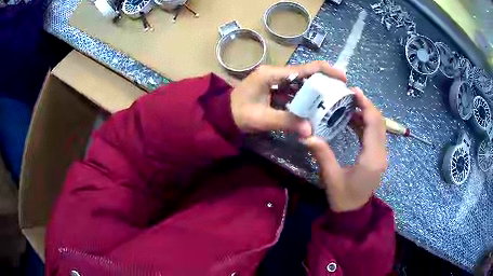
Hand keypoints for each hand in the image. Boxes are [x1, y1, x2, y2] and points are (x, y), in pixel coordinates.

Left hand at [230, 61, 345, 136]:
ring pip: (301, 83)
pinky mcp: (275, 90)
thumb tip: (310, 130)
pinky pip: (295, 92)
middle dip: (324, 82)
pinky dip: (306, 99)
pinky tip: (315, 108)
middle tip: (340, 93)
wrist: (222, 116)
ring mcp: (275, 81)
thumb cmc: (237, 114)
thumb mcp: (260, 118)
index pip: (304, 68)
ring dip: (316, 91)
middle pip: (306, 74)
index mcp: (272, 74)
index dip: (325, 71)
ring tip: (332, 101)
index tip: (342, 77)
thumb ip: (285, 122)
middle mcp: (276, 74)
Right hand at [305, 88, 386, 212]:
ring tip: (349, 103)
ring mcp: (381, 155)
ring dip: (366, 113)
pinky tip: (352, 119)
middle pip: (379, 122)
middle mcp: (381, 154)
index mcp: (372, 158)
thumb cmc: (343, 197)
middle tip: (349, 94)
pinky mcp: (378, 157)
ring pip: (379, 127)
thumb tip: (306, 135)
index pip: (374, 124)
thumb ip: (322, 154)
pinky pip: (375, 135)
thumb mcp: (331, 177)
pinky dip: (365, 124)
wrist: (353, 213)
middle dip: (366, 105)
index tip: (354, 91)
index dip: (366, 105)